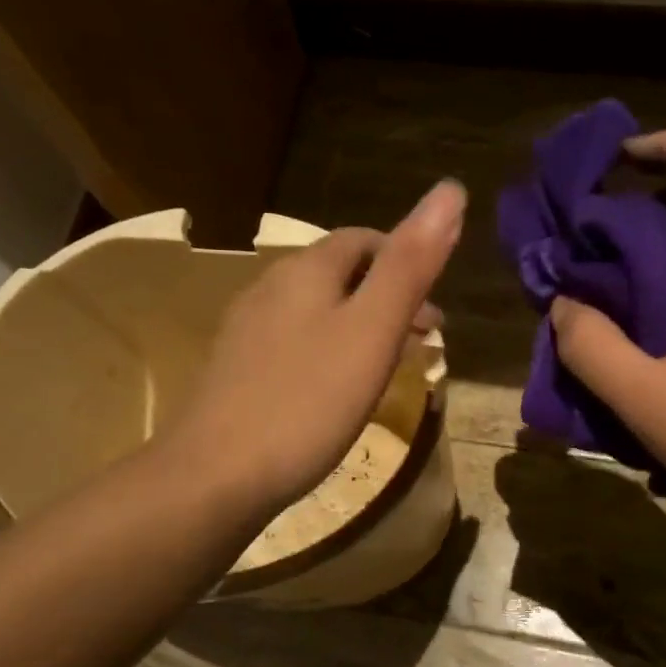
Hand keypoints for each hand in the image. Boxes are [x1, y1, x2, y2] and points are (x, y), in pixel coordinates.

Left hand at [167, 180, 466, 517]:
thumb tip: (450, 190)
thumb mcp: (372, 331)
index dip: (406, 260)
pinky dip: (329, 352)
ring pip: (316, 311)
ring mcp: (247, 331)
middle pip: (339, 274)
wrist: (215, 476)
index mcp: (306, 270)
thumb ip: (410, 265)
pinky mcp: (236, 371)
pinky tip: (335, 392)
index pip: (363, 239)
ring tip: (387, 367)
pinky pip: (295, 344)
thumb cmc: (307, 402)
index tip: (435, 311)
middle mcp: (270, 288)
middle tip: (423, 342)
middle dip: (386, 296)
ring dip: (359, 326)